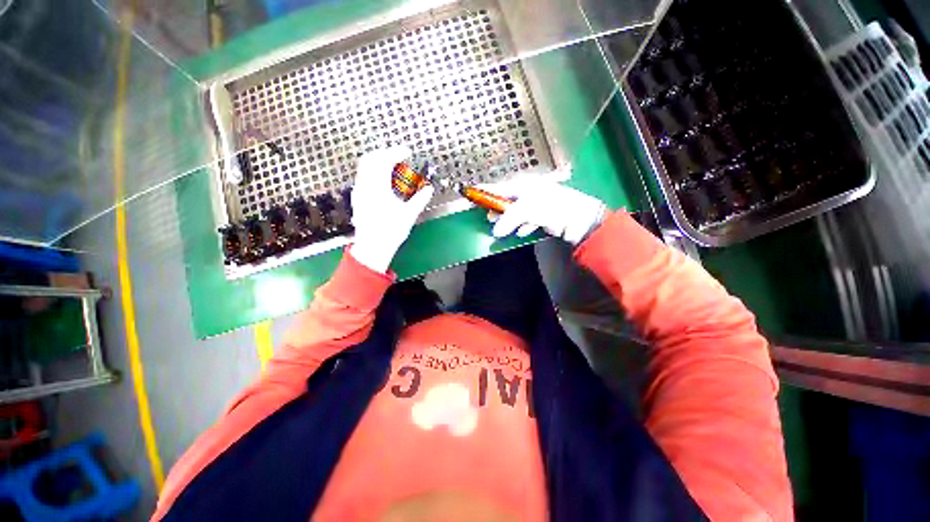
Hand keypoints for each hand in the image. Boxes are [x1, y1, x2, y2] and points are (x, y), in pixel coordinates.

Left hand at [350, 145, 434, 272]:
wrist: (373, 246)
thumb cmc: (391, 231)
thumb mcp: (409, 214)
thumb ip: (420, 199)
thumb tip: (429, 188)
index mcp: (378, 187)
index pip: (384, 161)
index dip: (396, 152)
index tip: (407, 151)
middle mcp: (365, 186)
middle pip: (370, 159)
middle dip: (384, 154)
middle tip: (398, 156)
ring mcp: (359, 191)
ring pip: (364, 167)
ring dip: (377, 162)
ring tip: (392, 167)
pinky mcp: (357, 198)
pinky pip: (363, 177)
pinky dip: (373, 172)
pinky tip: (383, 181)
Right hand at [488, 180, 606, 245]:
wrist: (580, 219)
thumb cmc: (552, 207)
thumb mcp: (528, 208)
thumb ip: (509, 218)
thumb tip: (495, 230)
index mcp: (524, 186)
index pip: (499, 187)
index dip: (485, 191)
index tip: (471, 193)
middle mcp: (528, 194)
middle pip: (506, 201)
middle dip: (497, 210)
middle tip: (489, 218)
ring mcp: (535, 205)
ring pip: (515, 213)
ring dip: (510, 221)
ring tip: (503, 229)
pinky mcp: (541, 217)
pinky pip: (526, 221)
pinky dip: (523, 226)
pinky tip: (524, 231)